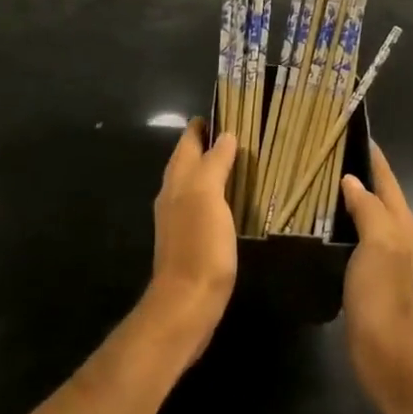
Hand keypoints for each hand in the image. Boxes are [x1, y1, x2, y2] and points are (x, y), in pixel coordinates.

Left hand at [143, 120, 238, 364]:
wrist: (187, 304)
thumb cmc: (199, 246)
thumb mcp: (208, 197)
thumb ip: (215, 164)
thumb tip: (226, 136)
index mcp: (178, 180)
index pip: (188, 141)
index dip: (203, 125)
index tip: (225, 109)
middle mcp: (173, 195)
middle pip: (188, 160)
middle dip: (207, 143)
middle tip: (238, 132)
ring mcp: (179, 219)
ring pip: (194, 182)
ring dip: (212, 168)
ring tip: (239, 161)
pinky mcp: (190, 240)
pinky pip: (202, 204)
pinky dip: (216, 193)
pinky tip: (232, 201)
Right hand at [341, 143, 412, 411]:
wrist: (386, 353)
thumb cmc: (383, 295)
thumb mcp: (379, 244)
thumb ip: (368, 208)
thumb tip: (352, 180)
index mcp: (401, 222)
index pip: (386, 176)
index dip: (371, 153)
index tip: (347, 128)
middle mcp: (396, 233)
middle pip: (376, 192)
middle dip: (355, 169)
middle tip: (320, 151)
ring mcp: (381, 254)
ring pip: (363, 213)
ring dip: (344, 196)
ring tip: (312, 179)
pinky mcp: (366, 273)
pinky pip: (352, 236)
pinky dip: (338, 222)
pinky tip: (315, 221)